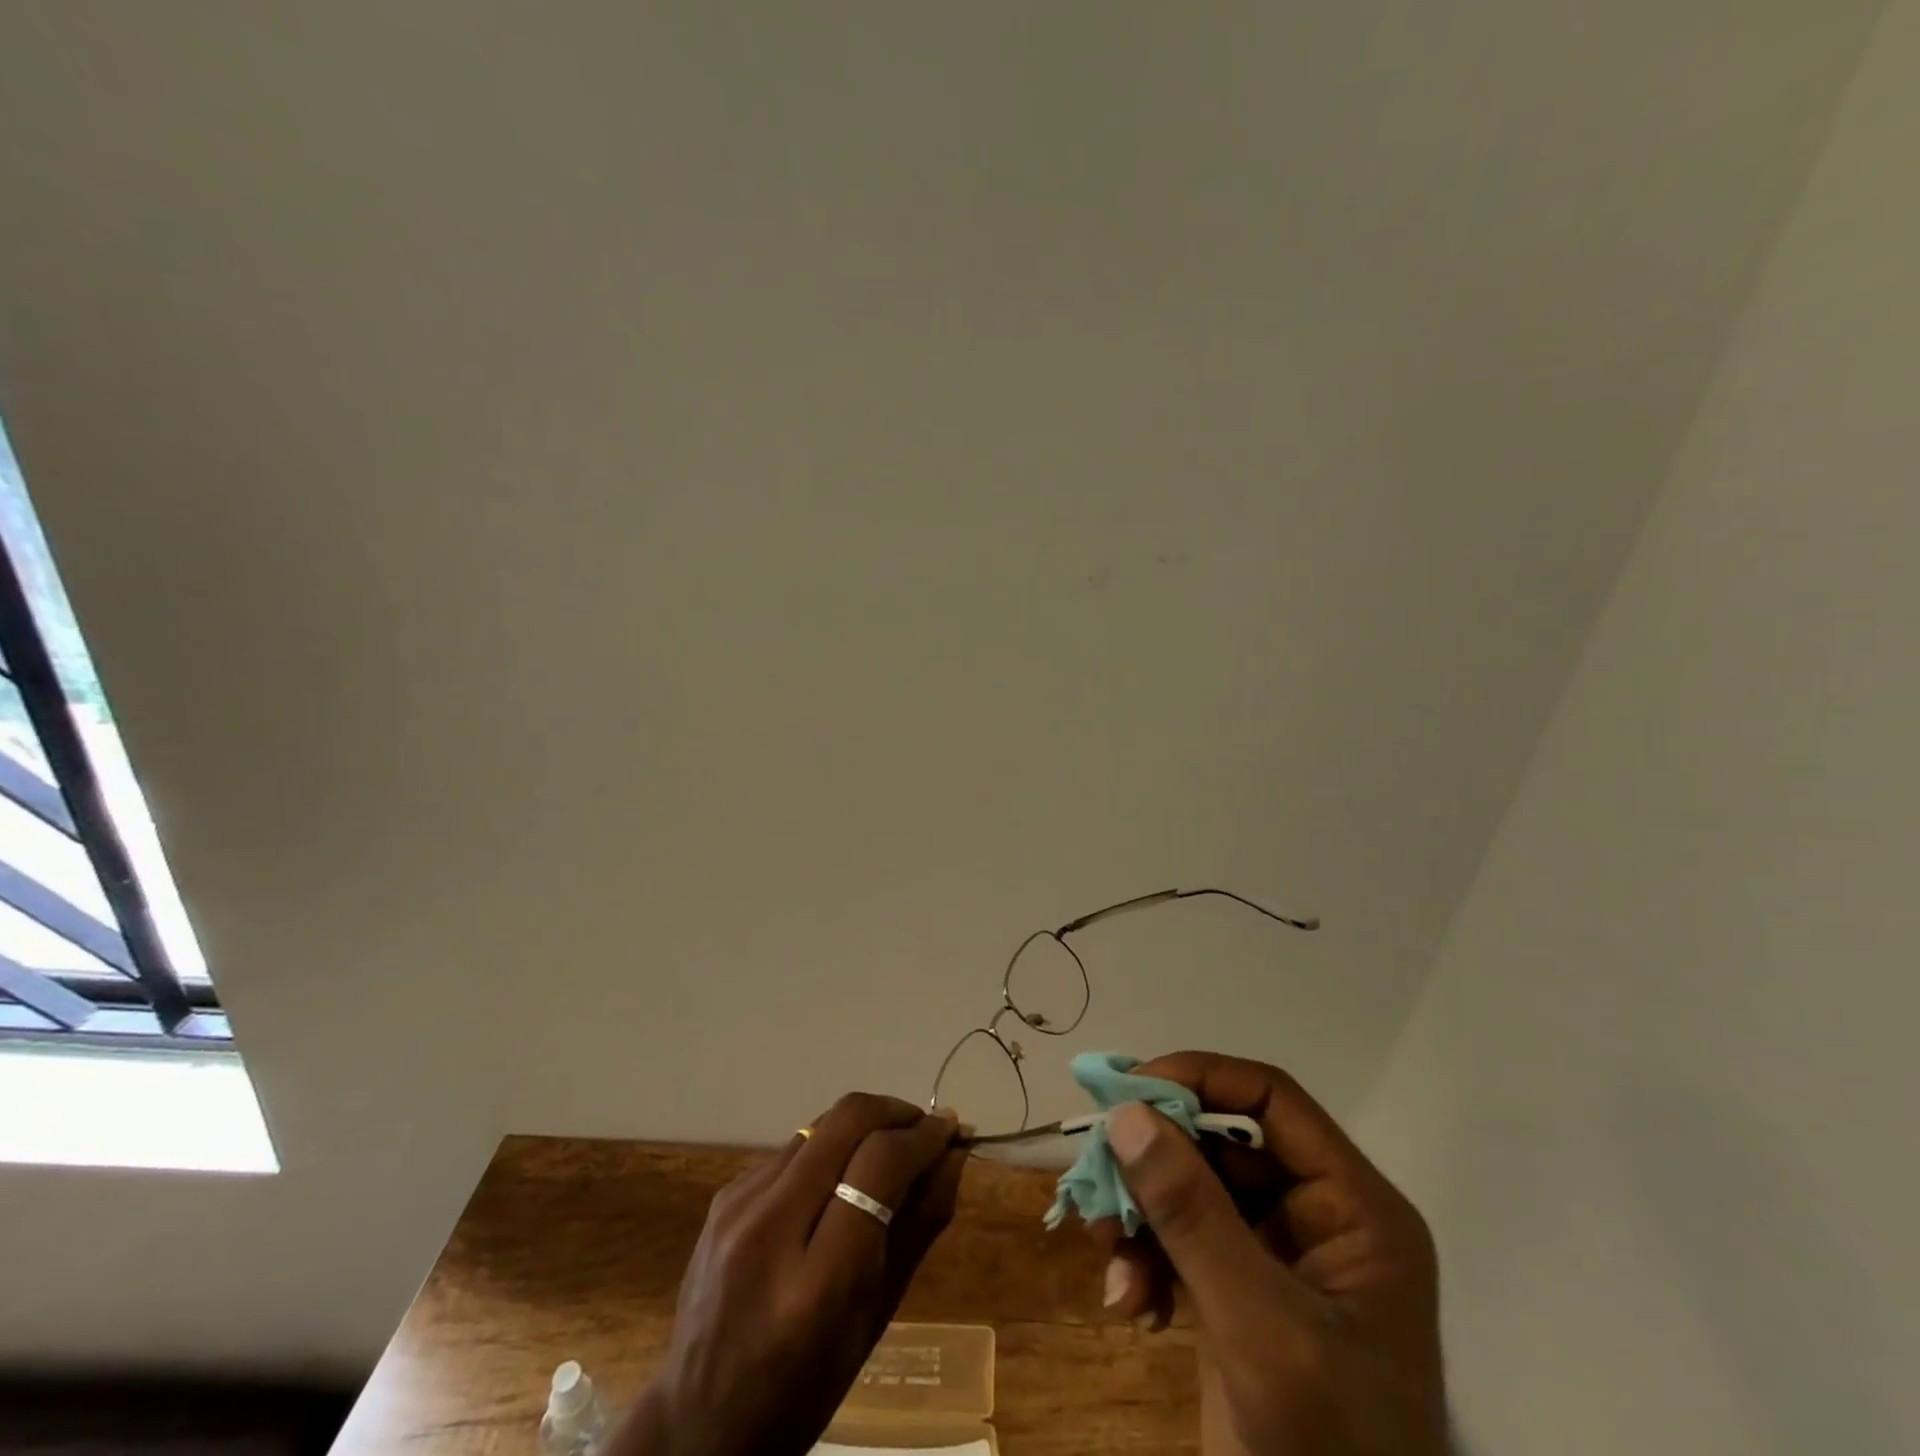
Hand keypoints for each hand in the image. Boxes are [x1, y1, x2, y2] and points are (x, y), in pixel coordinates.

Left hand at [613, 1095, 966, 1455]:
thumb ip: (920, 1227)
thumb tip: (953, 1154)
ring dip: (862, 1128)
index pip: (879, 1164)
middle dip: (895, 1111)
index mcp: (817, 1281)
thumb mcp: (877, 1319)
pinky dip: (827, 1151)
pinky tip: (835, 1184)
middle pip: (846, 1121)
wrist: (699, 1422)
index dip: (922, 1136)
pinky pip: (791, 1150)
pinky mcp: (723, 1196)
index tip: (949, 1130)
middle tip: (923, 1129)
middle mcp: (770, 1226)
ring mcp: (738, 1205)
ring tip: (885, 1154)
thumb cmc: (805, 1388)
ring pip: (819, 1126)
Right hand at [1096, 1052, 1445, 1455]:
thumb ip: (1194, 1217)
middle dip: (1155, 1163)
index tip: (1128, 1093)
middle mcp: (1318, 1217)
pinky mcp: (1240, 1293)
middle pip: (1220, 1142)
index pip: (1270, 1098)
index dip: (1198, 1078)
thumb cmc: (1329, 1453)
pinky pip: (1181, 1239)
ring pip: (1191, 1188)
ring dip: (1142, 1215)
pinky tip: (1129, 1303)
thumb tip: (1126, 1115)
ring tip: (1112, 1259)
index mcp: (1354, 1208)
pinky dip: (1147, 1258)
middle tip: (1099, 1181)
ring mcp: (1276, 1256)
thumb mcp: (1262, 1330)